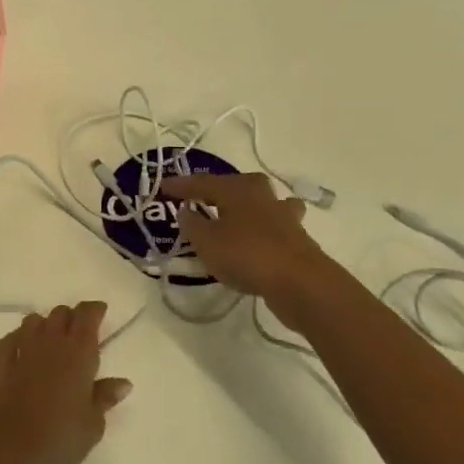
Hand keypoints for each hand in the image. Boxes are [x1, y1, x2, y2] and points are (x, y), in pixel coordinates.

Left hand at [0, 303, 132, 463]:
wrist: (10, 443)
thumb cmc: (60, 434)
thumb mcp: (93, 424)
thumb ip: (105, 398)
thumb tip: (123, 383)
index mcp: (79, 352)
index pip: (87, 315)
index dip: (94, 309)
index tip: (101, 312)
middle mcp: (51, 342)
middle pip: (61, 313)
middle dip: (72, 316)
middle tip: (80, 331)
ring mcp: (24, 349)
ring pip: (34, 320)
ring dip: (45, 324)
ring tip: (52, 338)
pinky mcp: (3, 363)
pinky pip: (11, 338)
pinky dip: (19, 337)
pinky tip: (23, 348)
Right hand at [163, 173, 336, 329]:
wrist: (300, 282)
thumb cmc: (246, 254)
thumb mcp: (206, 241)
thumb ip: (192, 224)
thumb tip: (185, 210)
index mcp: (236, 189)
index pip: (202, 182)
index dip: (181, 185)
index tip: (163, 187)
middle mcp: (261, 195)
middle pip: (236, 185)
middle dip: (218, 189)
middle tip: (201, 197)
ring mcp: (283, 215)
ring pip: (261, 201)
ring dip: (247, 205)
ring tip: (236, 215)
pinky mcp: (296, 237)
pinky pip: (273, 225)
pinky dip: (262, 228)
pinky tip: (258, 239)